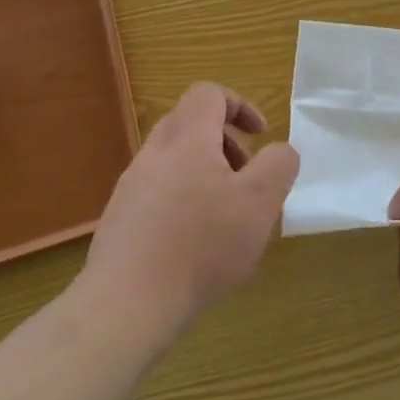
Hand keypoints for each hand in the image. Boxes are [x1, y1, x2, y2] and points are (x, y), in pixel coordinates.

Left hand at [85, 83, 299, 331]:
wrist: (126, 305)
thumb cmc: (201, 246)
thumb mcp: (259, 203)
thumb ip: (278, 165)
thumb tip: (280, 151)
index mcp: (188, 140)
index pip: (208, 94)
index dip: (239, 105)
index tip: (260, 137)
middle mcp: (154, 155)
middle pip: (189, 124)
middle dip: (224, 142)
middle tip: (245, 178)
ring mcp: (131, 188)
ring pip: (173, 161)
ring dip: (205, 175)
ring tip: (227, 219)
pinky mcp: (119, 221)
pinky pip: (157, 195)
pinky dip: (183, 203)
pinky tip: (197, 247)